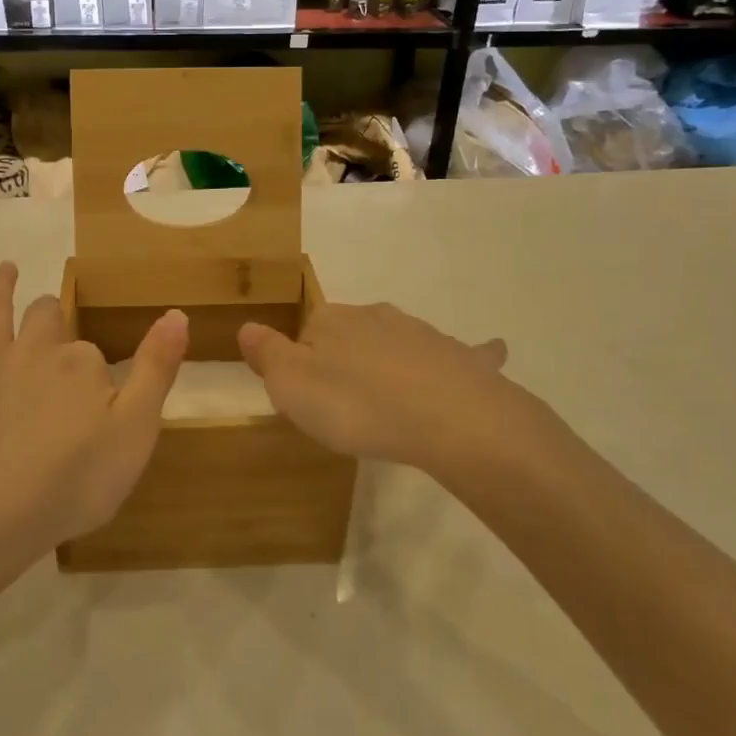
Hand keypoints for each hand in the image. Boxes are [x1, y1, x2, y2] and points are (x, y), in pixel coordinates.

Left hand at [0, 262, 187, 565]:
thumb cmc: (73, 480)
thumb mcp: (136, 430)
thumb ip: (157, 369)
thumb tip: (176, 312)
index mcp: (79, 363)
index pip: (94, 353)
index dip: (99, 374)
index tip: (103, 404)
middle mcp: (33, 352)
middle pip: (45, 320)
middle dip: (53, 318)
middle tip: (59, 326)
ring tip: (5, 268)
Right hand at [238, 302, 556, 485]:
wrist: (451, 419)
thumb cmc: (358, 405)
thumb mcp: (291, 386)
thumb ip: (266, 354)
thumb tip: (248, 327)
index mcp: (331, 320)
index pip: (305, 334)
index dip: (302, 367)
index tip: (309, 403)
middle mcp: (375, 315)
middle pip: (350, 336)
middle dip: (346, 363)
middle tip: (347, 409)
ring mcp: (422, 333)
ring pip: (396, 344)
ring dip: (390, 365)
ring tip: (392, 406)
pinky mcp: (460, 357)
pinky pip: (459, 355)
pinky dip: (465, 356)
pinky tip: (488, 355)